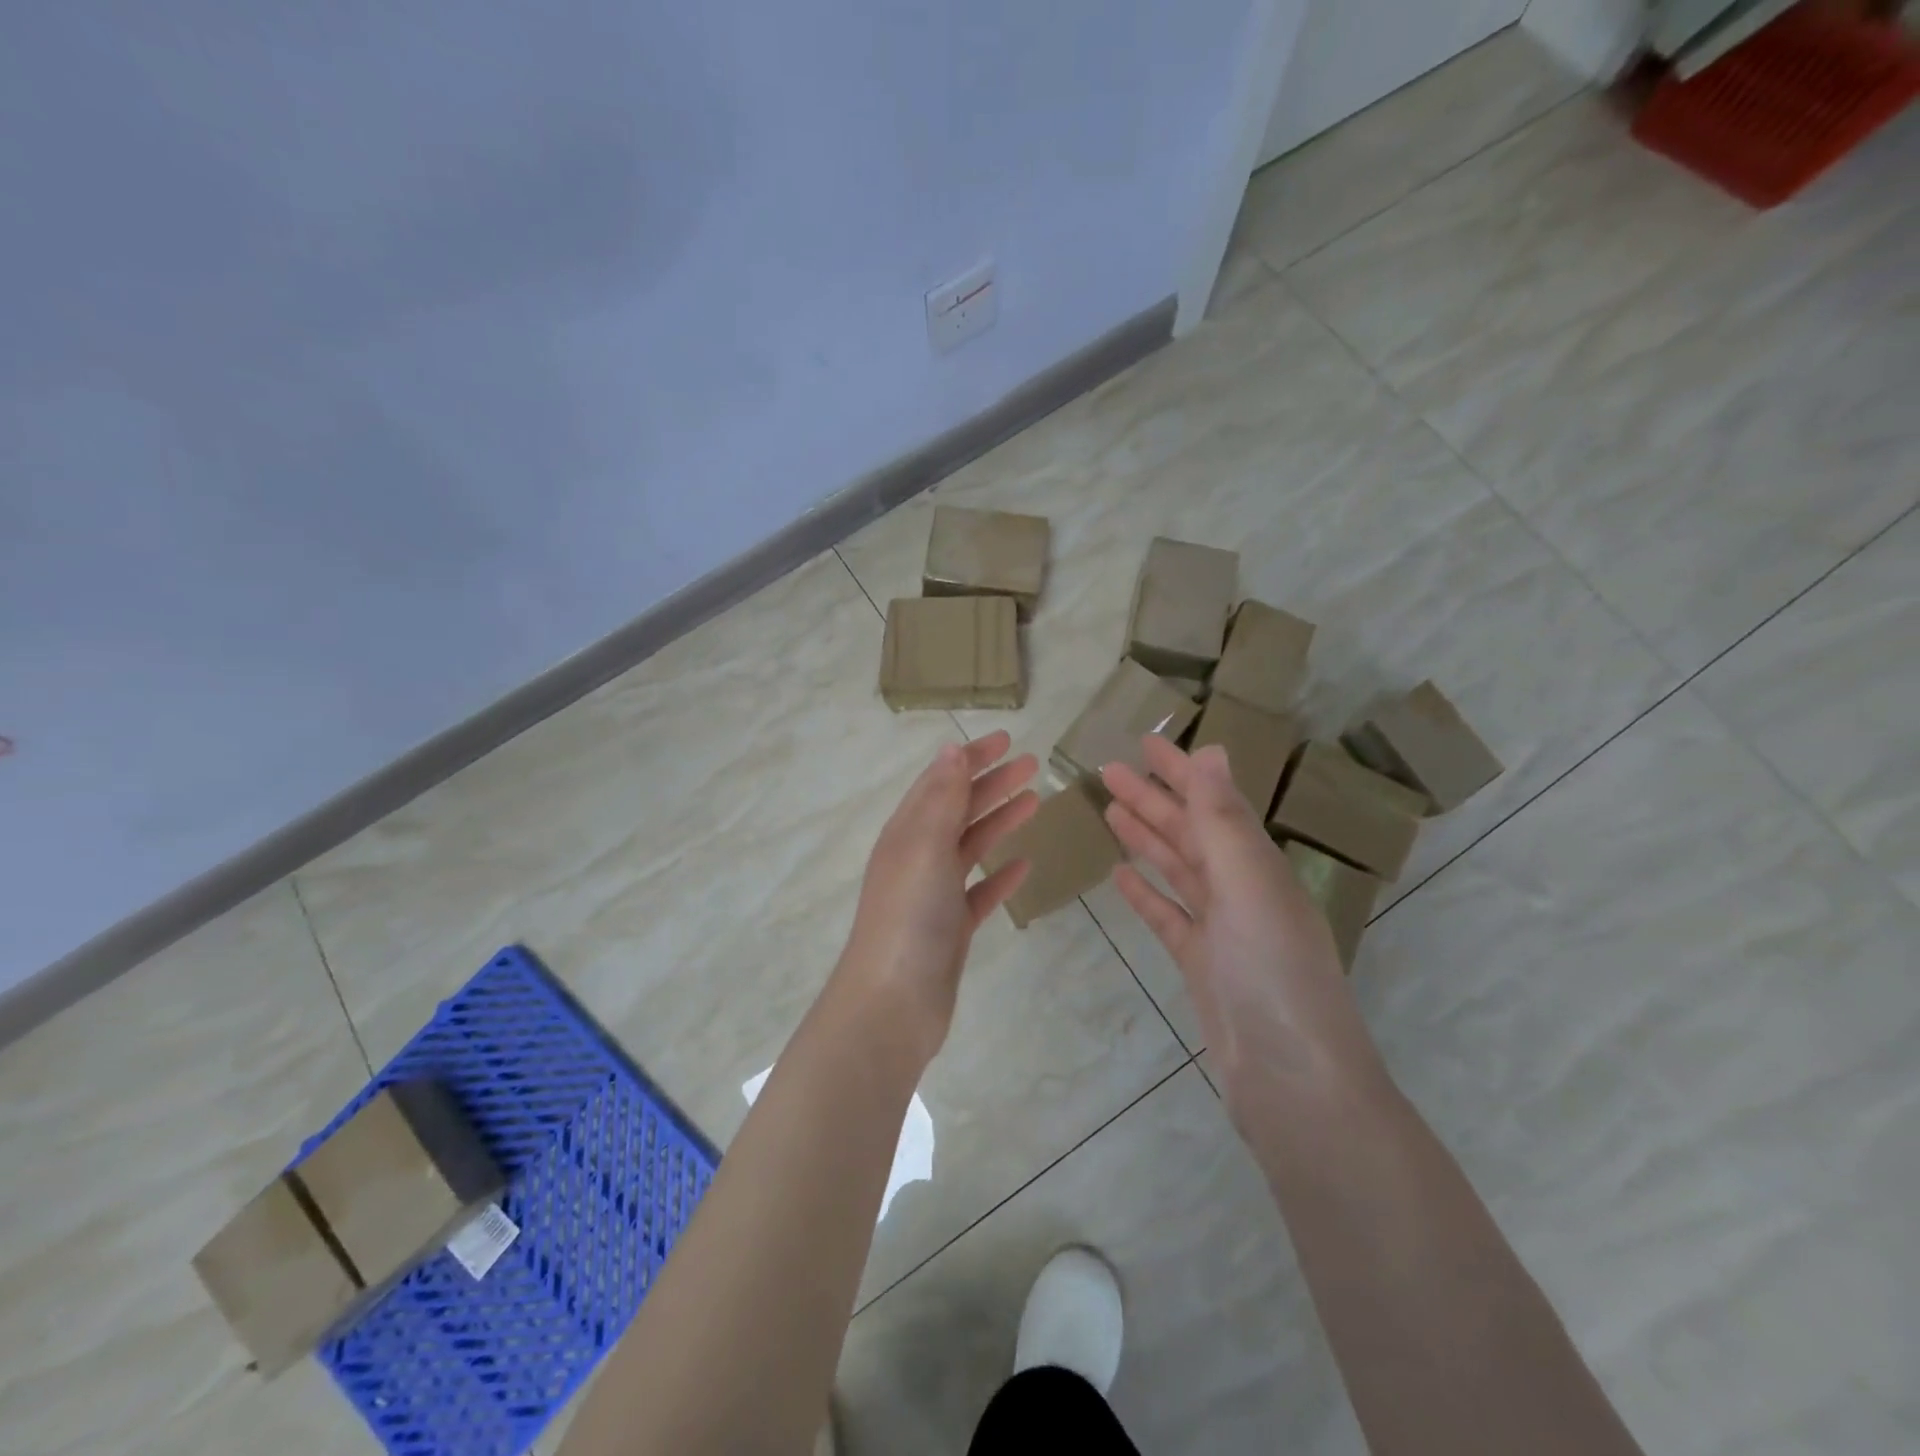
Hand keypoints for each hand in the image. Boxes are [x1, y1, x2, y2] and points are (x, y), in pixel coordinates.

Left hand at [836, 730, 1038, 1063]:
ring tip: (1035, 800)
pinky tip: (1023, 865)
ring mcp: (934, 894)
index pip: (941, 781)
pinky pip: (979, 891)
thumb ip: (942, 799)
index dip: (971, 758)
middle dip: (992, 783)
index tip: (1007, 739)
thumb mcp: (925, 847)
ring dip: (999, 820)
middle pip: (958, 809)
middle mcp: (918, 857)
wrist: (893, 1002)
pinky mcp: (951, 927)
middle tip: (1032, 764)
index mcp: (906, 832)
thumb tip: (951, 750)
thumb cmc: (909, 916)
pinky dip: (999, 875)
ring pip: (970, 846)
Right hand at [1101, 737, 1387, 1124]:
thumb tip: (1211, 750)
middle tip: (1108, 771)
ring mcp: (1222, 930)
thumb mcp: (1247, 887)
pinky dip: (1147, 893)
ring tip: (1109, 810)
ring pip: (1177, 870)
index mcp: (1257, 866)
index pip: (1213, 803)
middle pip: (1190, 833)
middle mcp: (1242, 890)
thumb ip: (1222, 821)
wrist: (1292, 1082)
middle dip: (1152, 799)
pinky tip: (1121, 876)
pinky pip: (1169, 916)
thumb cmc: (1274, 974)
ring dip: (1146, 838)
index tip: (1144, 742)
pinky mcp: (1202, 965)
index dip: (1180, 771)